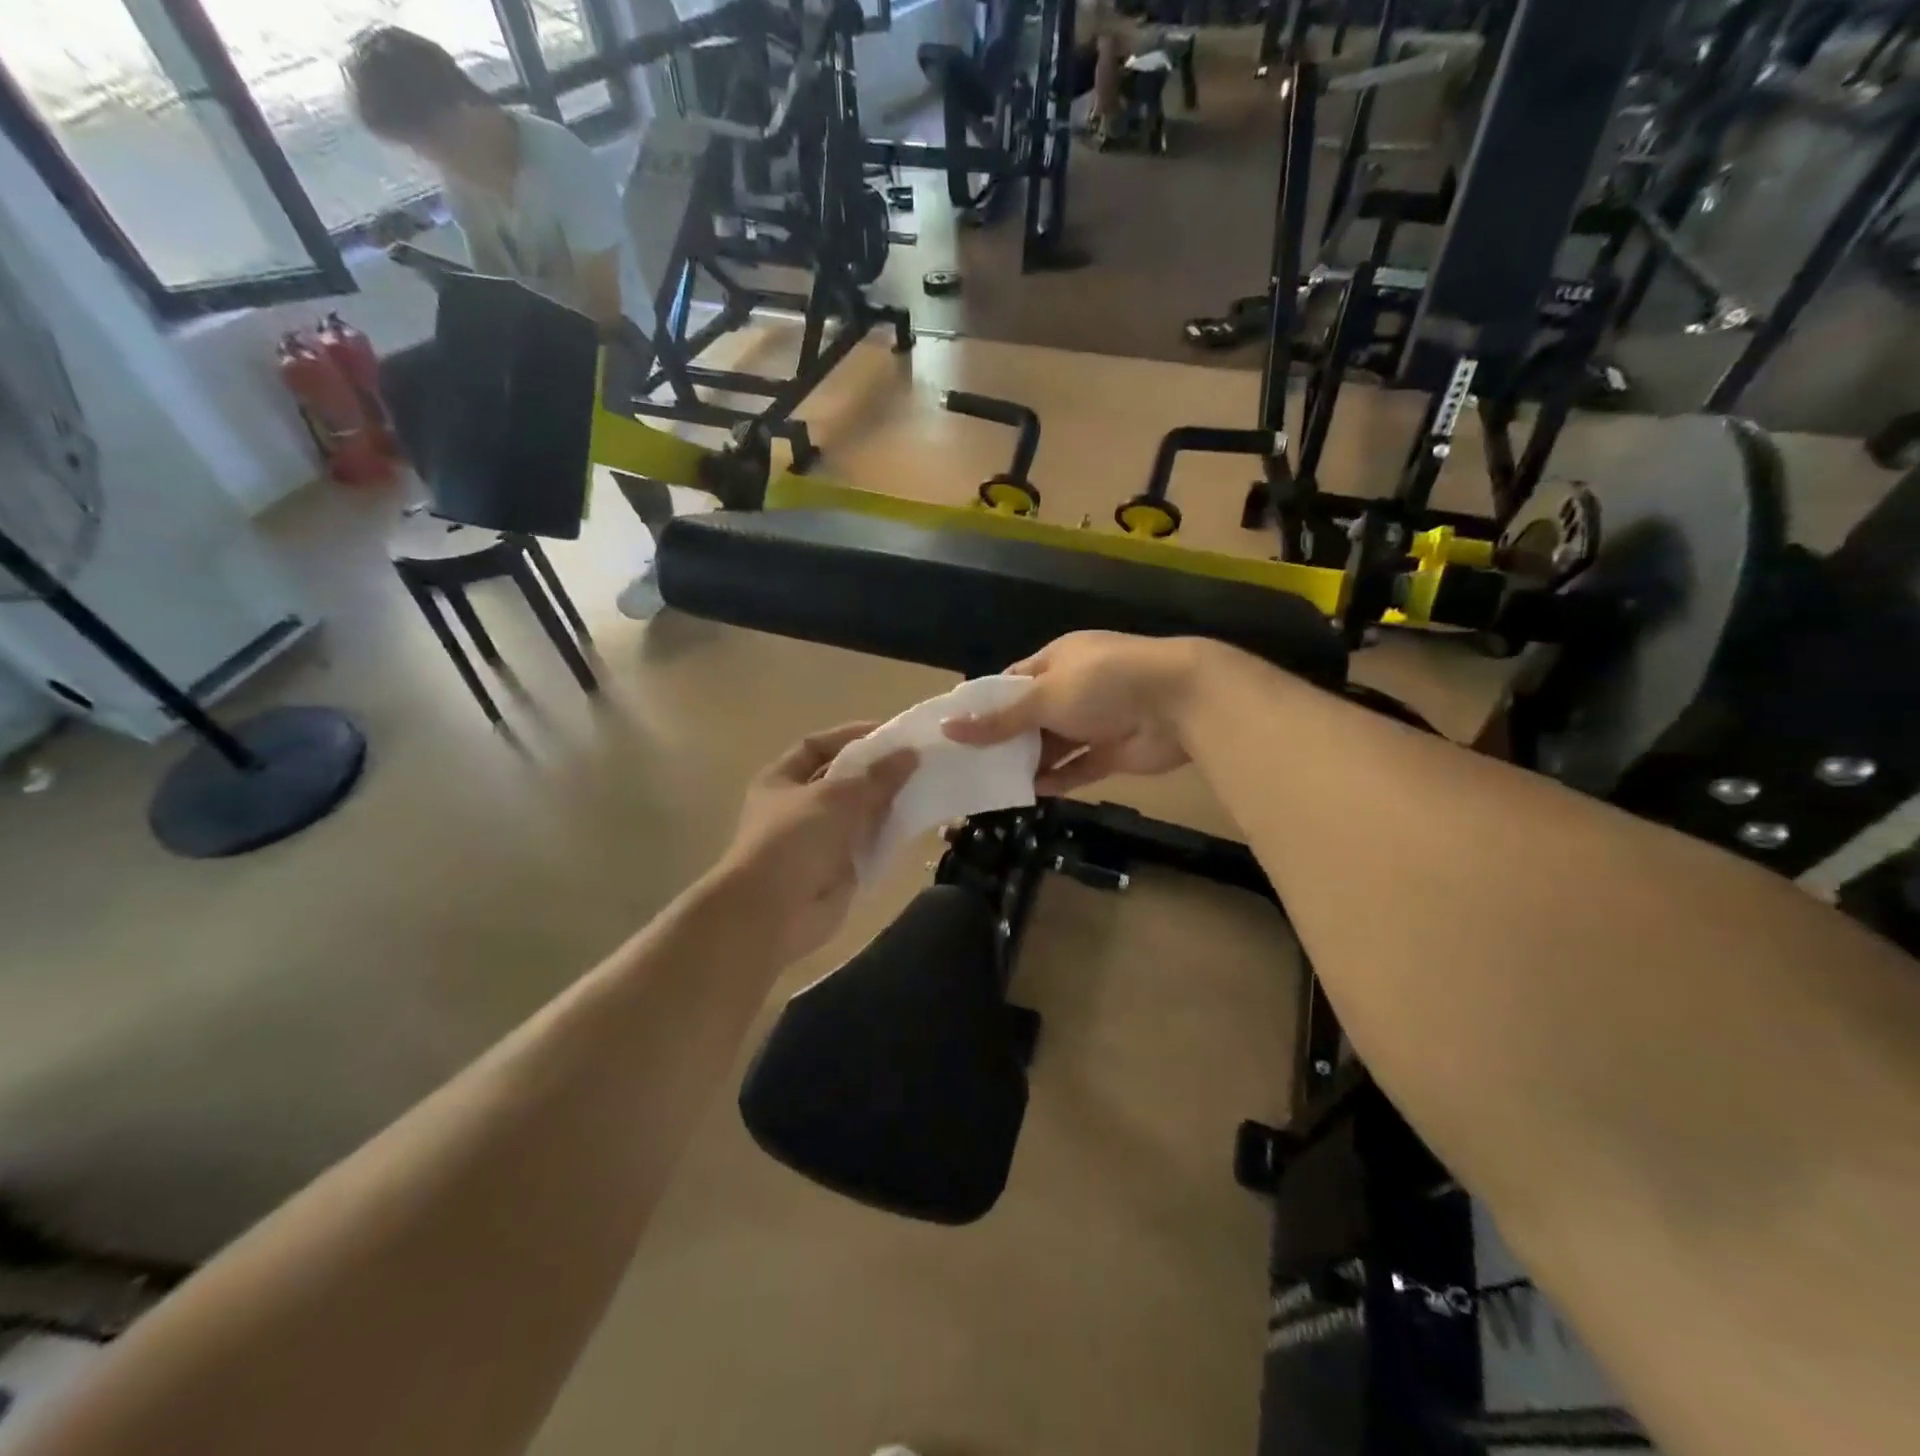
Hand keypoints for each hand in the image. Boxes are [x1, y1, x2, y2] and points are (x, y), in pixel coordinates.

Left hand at [714, 724, 916, 962]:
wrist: (772, 913)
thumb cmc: (794, 841)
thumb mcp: (837, 797)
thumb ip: (877, 776)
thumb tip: (910, 753)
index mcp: (781, 780)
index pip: (818, 746)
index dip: (851, 736)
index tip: (890, 733)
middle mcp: (797, 807)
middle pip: (842, 780)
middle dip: (876, 771)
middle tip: (917, 762)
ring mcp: (817, 840)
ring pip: (858, 813)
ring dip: (886, 803)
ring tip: (925, 788)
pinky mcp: (837, 869)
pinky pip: (867, 844)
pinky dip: (888, 836)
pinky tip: (916, 825)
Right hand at [944, 632, 1196, 794]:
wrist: (1179, 703)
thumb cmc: (1104, 684)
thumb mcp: (1045, 696)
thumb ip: (1000, 719)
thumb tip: (950, 728)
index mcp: (1058, 660)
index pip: (1014, 680)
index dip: (987, 703)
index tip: (958, 728)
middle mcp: (1075, 688)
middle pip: (1031, 716)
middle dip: (1004, 738)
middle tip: (969, 764)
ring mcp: (1095, 721)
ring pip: (1053, 744)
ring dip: (1029, 762)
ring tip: (993, 783)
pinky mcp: (1112, 751)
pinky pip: (1078, 767)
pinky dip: (1058, 779)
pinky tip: (1031, 793)